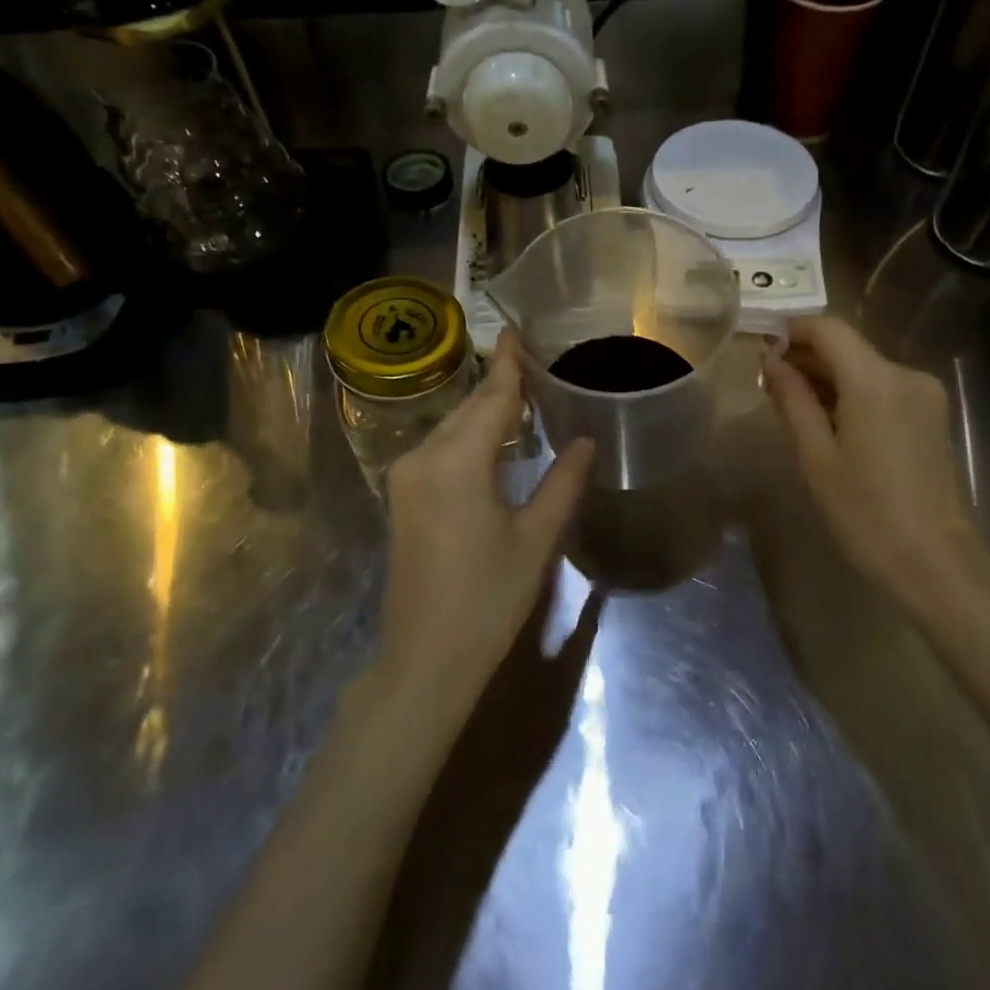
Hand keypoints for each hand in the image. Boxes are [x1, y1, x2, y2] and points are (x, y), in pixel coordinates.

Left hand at [377, 334, 593, 706]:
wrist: (425, 660)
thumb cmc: (487, 600)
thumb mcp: (535, 540)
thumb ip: (563, 483)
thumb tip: (586, 441)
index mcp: (456, 463)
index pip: (490, 398)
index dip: (508, 363)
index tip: (519, 329)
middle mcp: (423, 459)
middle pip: (468, 408)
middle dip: (500, 384)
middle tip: (539, 363)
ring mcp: (406, 478)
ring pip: (452, 427)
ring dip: (485, 411)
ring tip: (527, 393)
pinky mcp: (404, 497)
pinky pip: (441, 449)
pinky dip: (470, 436)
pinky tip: (497, 437)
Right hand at [765, 317, 985, 613]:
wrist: (935, 560)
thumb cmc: (865, 511)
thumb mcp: (815, 457)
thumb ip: (792, 401)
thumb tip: (771, 363)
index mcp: (874, 380)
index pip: (828, 328)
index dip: (791, 331)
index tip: (761, 350)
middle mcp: (905, 374)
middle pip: (847, 347)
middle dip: (806, 357)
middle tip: (768, 384)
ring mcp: (924, 394)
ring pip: (864, 367)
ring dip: (828, 378)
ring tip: (793, 407)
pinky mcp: (932, 414)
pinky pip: (882, 388)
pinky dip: (852, 394)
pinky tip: (830, 423)